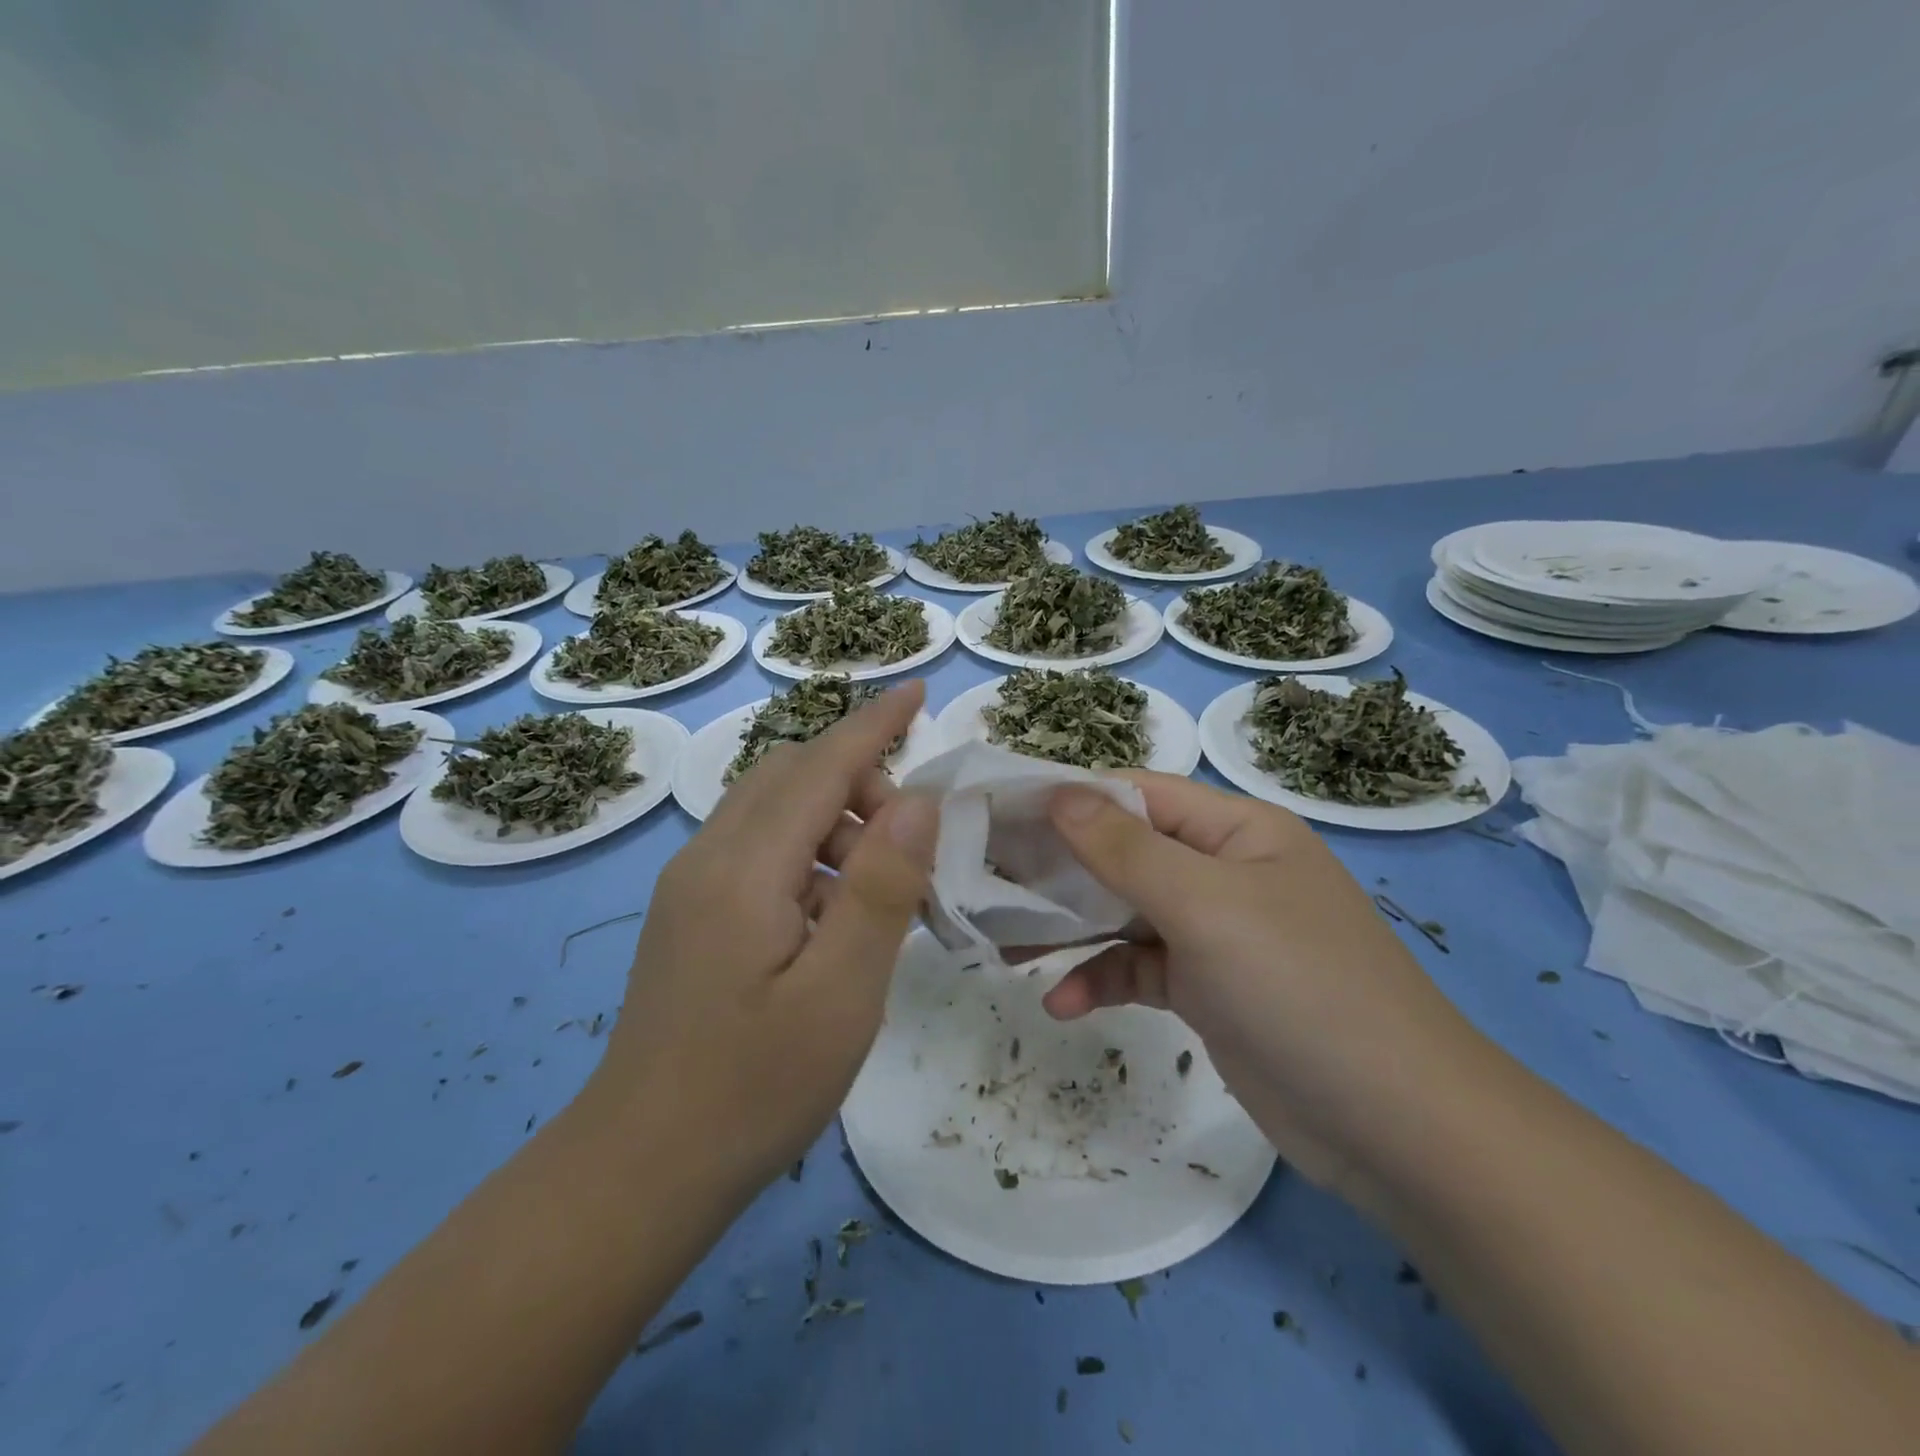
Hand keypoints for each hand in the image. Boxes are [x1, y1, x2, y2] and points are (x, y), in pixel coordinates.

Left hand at [590, 683, 938, 1192]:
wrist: (640, 1169)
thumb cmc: (754, 1088)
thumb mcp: (841, 994)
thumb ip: (882, 890)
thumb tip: (917, 802)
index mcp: (743, 868)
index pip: (820, 766)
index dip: (874, 725)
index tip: (918, 692)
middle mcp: (708, 857)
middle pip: (791, 775)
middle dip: (860, 783)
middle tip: (911, 848)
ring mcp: (692, 885)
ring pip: (773, 810)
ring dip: (836, 823)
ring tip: (880, 895)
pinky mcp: (692, 913)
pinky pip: (759, 848)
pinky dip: (809, 853)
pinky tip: (834, 916)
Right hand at [1041, 773, 1481, 1195]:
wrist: (1396, 1127)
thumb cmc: (1299, 986)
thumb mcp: (1206, 906)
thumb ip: (1125, 849)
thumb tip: (1058, 793)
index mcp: (1237, 831)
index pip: (1138, 795)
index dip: (1070, 799)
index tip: (1002, 813)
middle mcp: (1224, 871)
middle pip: (1125, 853)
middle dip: (1061, 868)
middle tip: (988, 879)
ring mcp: (1215, 933)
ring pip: (1125, 913)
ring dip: (1072, 928)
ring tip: (1007, 944)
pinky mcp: (1207, 989)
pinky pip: (1139, 968)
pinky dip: (1101, 979)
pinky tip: (1062, 1003)